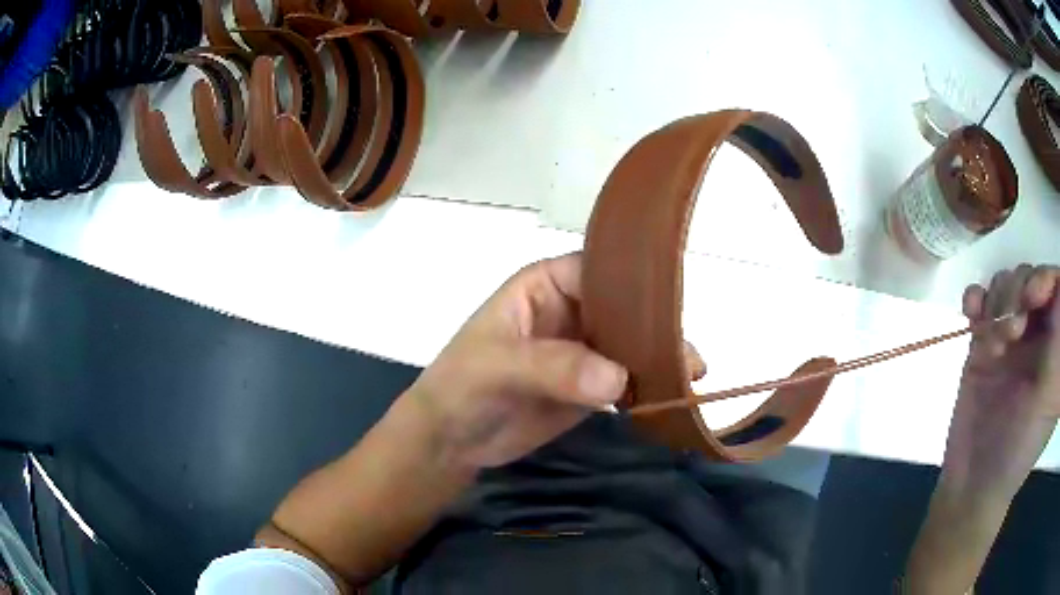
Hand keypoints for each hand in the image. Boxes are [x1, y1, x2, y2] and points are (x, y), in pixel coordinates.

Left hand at [404, 253, 702, 468]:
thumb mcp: (497, 366)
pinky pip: (625, 380)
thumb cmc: (461, 387)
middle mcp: (570, 310)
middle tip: (689, 354)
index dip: (634, 284)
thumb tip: (618, 378)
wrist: (452, 441)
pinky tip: (671, 395)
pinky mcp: (589, 386)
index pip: (599, 270)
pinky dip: (647, 387)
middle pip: (623, 308)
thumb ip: (555, 366)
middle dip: (655, 327)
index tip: (670, 306)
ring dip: (657, 359)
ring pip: (630, 345)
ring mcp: (583, 350)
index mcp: (546, 285)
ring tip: (692, 375)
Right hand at [944, 264, 1059, 501]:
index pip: (1055, 286)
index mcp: (1053, 344)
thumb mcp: (1046, 396)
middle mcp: (1036, 333)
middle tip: (1013, 331)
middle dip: (1019, 291)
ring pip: (1005, 284)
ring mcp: (1010, 337)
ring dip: (997, 303)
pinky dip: (975, 301)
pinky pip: (980, 300)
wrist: (973, 483)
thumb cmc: (1018, 447)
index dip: (1045, 278)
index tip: (1032, 298)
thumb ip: (1056, 342)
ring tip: (993, 344)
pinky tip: (971, 318)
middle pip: (1031, 277)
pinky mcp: (984, 343)